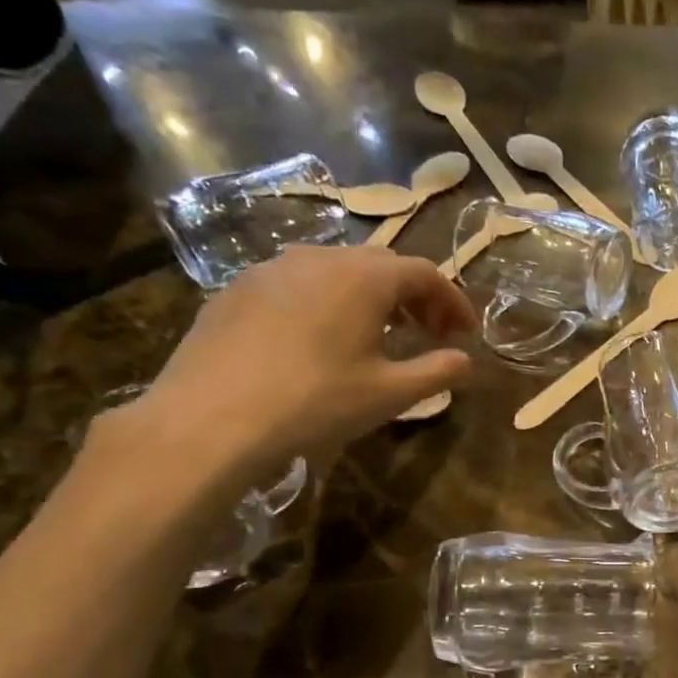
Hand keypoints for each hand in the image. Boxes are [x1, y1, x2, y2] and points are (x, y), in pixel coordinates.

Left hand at [119, 245, 472, 489]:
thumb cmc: (315, 402)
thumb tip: (466, 361)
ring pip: (336, 269)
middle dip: (414, 295)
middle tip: (428, 332)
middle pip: (381, 264)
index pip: (424, 273)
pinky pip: (297, 283)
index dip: (452, 300)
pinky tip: (320, 339)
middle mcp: (319, 259)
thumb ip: (437, 372)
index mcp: (363, 278)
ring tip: (377, 334)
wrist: (211, 418)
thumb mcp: (390, 394)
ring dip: (370, 295)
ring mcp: (271, 269)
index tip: (465, 332)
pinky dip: (326, 301)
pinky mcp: (237, 289)